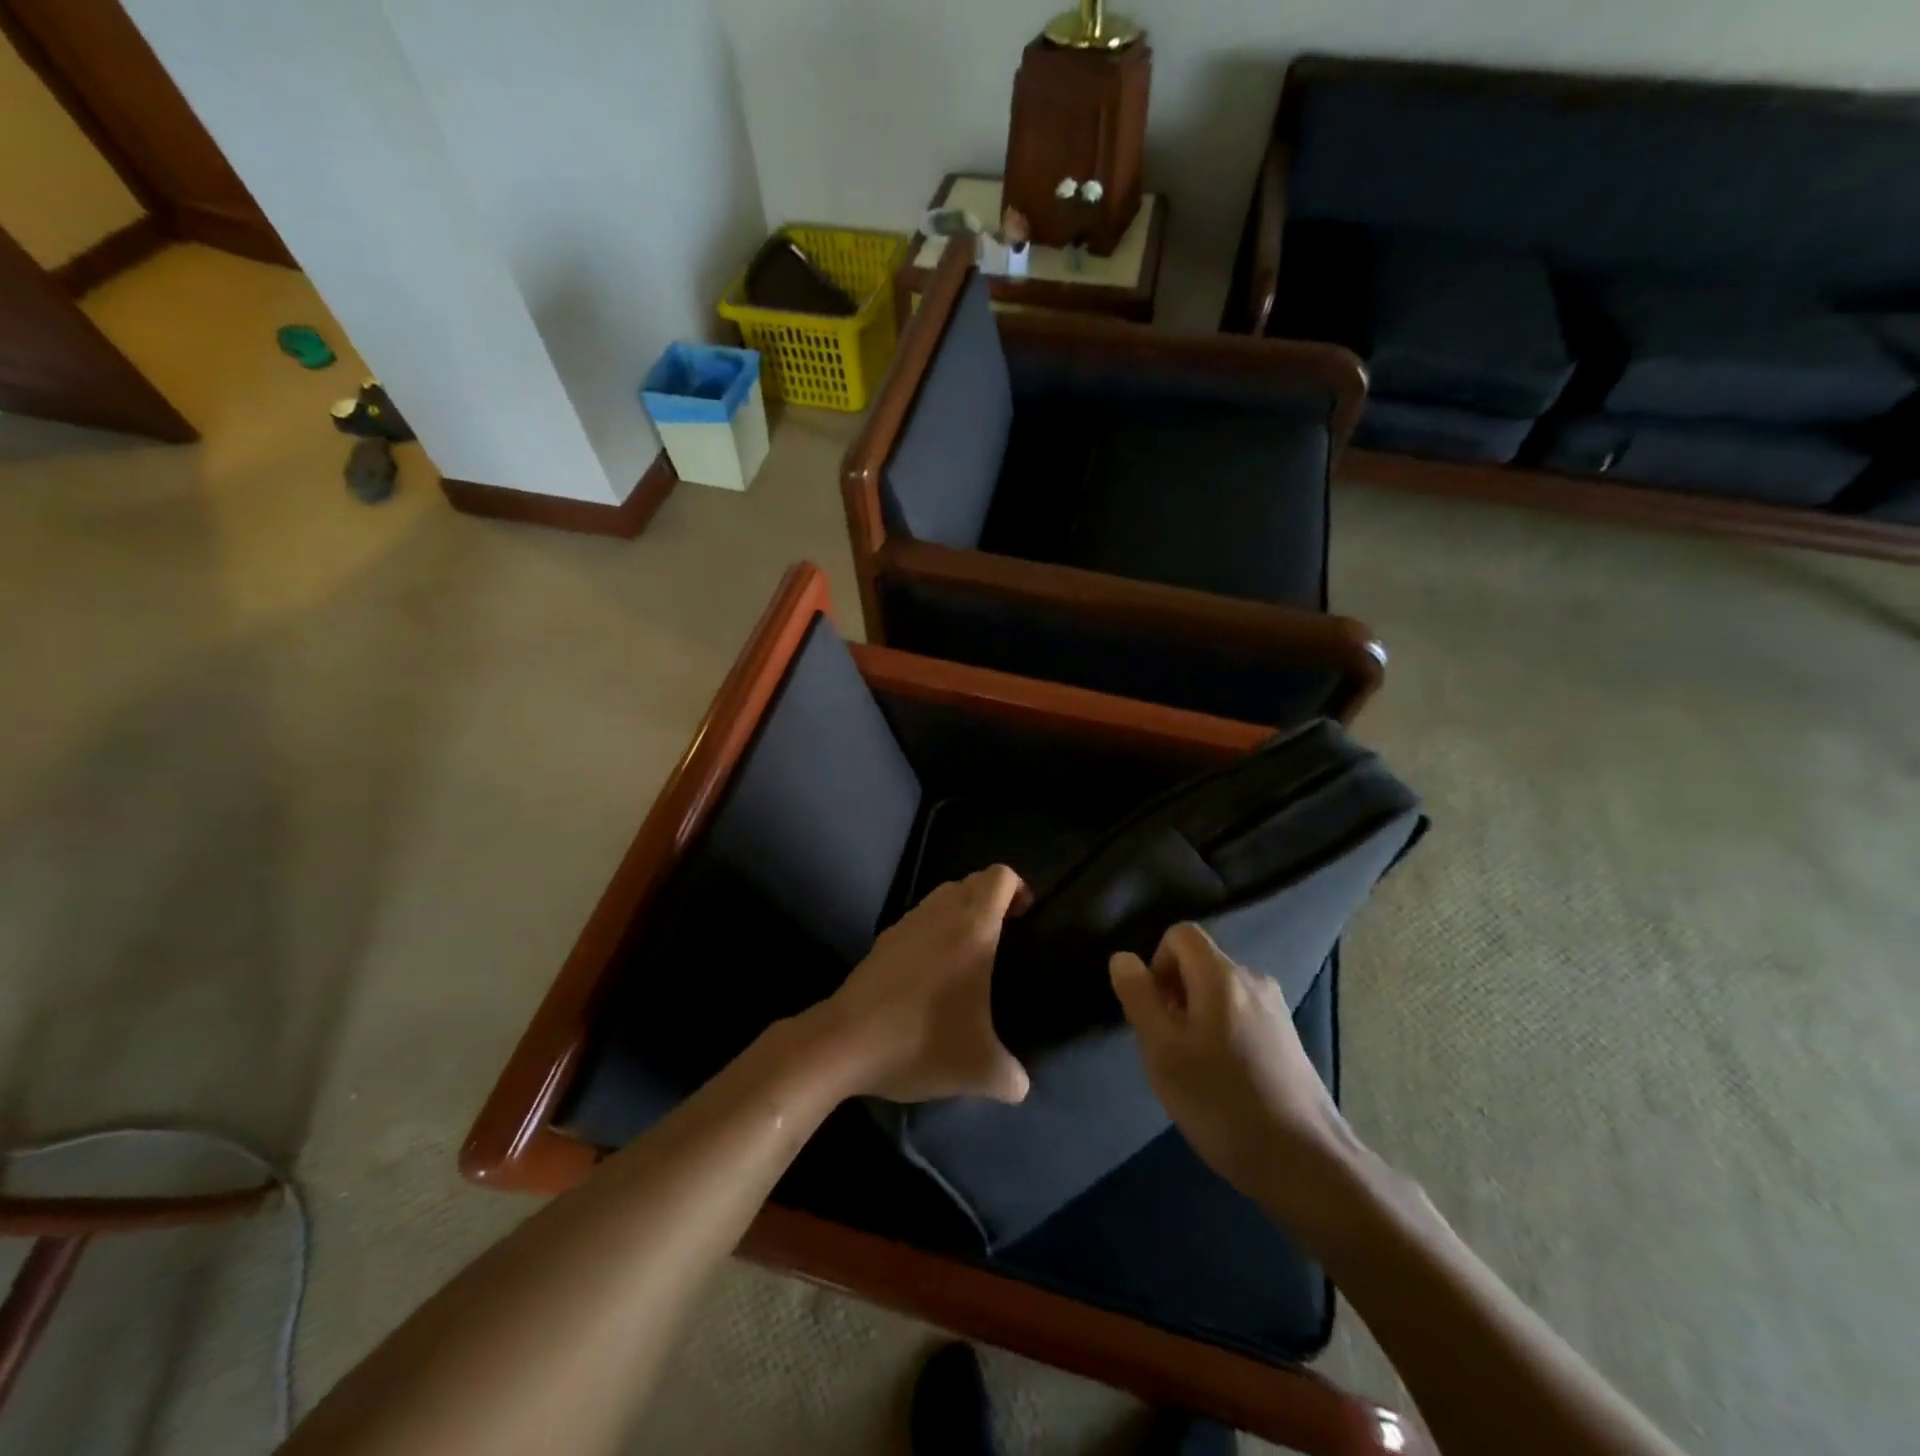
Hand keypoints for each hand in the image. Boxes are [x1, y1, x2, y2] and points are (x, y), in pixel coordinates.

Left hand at [818, 866, 1030, 1105]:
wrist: (845, 1042)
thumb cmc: (921, 1040)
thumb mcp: (979, 1069)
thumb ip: (1010, 1076)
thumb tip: (1020, 1085)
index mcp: (973, 927)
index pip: (1000, 877)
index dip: (1019, 887)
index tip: (1025, 918)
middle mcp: (940, 913)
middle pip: (973, 881)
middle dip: (992, 899)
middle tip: (1004, 936)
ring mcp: (907, 924)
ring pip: (942, 897)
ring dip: (961, 912)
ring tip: (970, 954)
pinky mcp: (882, 941)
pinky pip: (919, 919)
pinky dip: (933, 931)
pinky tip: (933, 973)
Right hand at [1109, 924, 1358, 1212]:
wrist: (1306, 1163)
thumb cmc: (1222, 1102)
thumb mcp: (1163, 1051)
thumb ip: (1139, 998)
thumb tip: (1123, 958)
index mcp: (1222, 975)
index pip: (1180, 934)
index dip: (1156, 962)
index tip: (1154, 1011)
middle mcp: (1253, 980)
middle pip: (1199, 963)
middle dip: (1174, 994)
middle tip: (1168, 1047)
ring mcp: (1276, 1009)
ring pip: (1219, 992)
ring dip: (1196, 1016)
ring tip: (1194, 1069)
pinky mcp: (1288, 1039)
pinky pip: (1240, 1015)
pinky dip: (1221, 1033)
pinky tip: (1223, 1081)